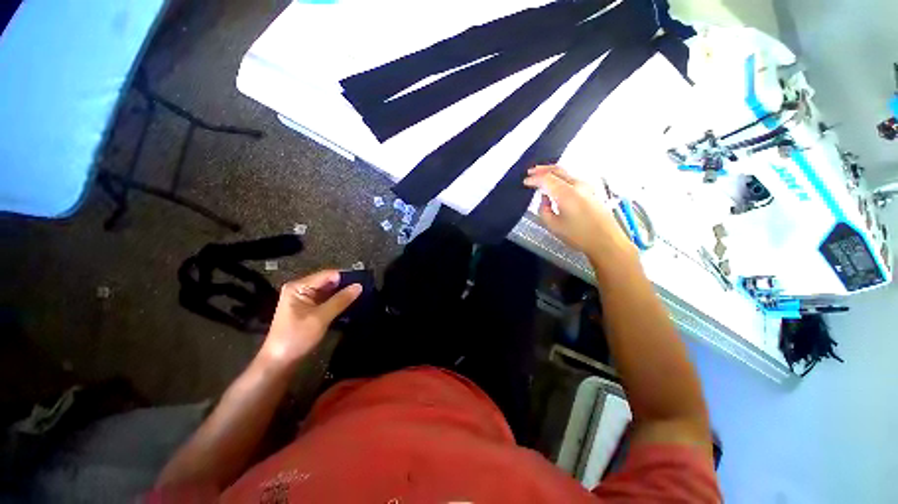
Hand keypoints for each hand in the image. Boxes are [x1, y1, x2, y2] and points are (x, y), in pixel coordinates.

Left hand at [259, 270, 360, 367]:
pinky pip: (327, 299)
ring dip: (343, 293)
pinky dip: (338, 301)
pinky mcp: (308, 308)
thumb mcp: (320, 318)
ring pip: (329, 291)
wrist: (280, 362)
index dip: (346, 277)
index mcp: (299, 287)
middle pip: (329, 281)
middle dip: (346, 285)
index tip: (364, 281)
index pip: (328, 275)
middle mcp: (301, 288)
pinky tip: (351, 303)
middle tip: (366, 289)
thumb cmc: (296, 337)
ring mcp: (304, 299)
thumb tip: (359, 286)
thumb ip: (341, 300)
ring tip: (362, 295)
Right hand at [523, 165, 635, 259]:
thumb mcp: (553, 226)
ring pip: (566, 173)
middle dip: (542, 170)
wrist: (606, 241)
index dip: (534, 179)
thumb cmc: (579, 236)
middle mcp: (577, 185)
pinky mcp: (591, 191)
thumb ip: (544, 210)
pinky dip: (561, 178)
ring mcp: (586, 187)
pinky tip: (556, 185)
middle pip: (557, 170)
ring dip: (552, 173)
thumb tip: (544, 200)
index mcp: (566, 193)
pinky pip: (572, 179)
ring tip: (541, 176)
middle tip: (531, 172)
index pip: (546, 179)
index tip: (525, 182)